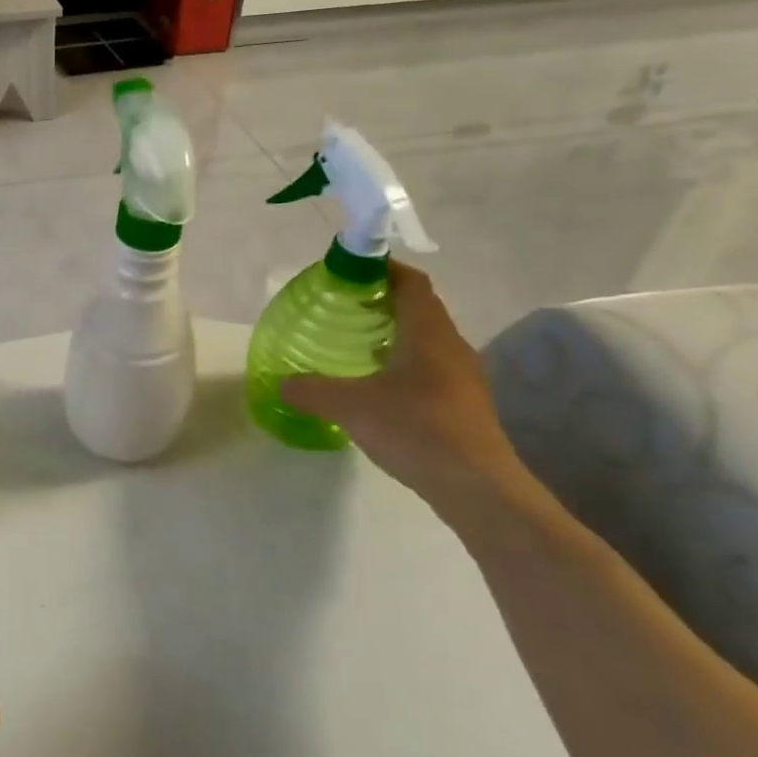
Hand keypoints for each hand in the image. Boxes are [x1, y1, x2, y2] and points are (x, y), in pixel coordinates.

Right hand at [280, 263, 526, 505]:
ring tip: (354, 347)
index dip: (384, 270)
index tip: (351, 271)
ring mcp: (463, 377)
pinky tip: (377, 388)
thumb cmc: (415, 429)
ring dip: (393, 337)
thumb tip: (281, 384)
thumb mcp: (350, 407)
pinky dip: (402, 366)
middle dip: (382, 303)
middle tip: (343, 310)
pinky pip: (429, 370)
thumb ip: (311, 390)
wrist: (476, 486)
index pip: (411, 283)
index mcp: (428, 332)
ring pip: (425, 342)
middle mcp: (451, 346)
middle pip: (419, 309)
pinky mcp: (464, 405)